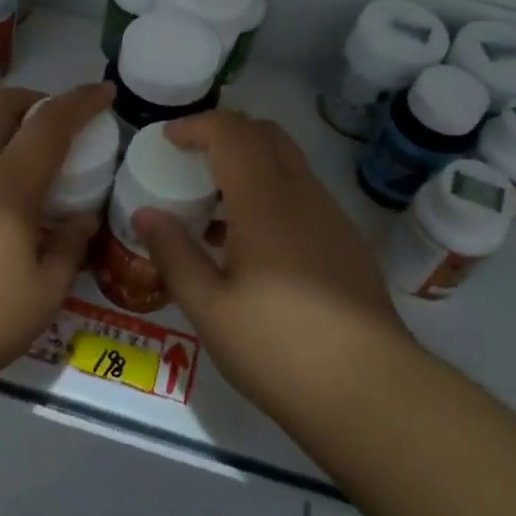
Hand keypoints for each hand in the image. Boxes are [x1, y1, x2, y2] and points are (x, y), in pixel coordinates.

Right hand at [132, 112, 416, 430]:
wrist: (370, 390)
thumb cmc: (278, 347)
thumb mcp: (209, 308)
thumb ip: (174, 254)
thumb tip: (145, 214)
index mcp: (265, 202)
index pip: (232, 133)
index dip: (197, 126)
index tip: (168, 140)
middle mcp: (303, 196)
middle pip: (266, 134)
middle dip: (225, 133)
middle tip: (190, 160)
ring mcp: (332, 217)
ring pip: (289, 163)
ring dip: (249, 163)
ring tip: (214, 205)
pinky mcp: (347, 242)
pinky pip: (303, 194)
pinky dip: (271, 192)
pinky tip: (251, 243)